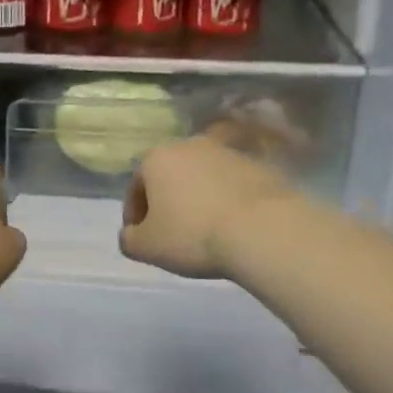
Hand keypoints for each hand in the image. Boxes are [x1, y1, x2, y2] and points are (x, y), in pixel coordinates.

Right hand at [120, 133, 296, 280]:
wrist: (262, 229)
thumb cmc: (193, 235)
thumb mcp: (147, 247)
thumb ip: (129, 239)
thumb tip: (131, 234)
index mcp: (156, 158)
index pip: (136, 186)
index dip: (135, 214)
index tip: (142, 238)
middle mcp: (189, 145)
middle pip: (170, 176)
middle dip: (167, 201)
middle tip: (172, 232)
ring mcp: (226, 152)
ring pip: (202, 178)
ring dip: (198, 198)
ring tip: (205, 230)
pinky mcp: (257, 164)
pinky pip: (231, 184)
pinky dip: (226, 200)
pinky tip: (232, 225)